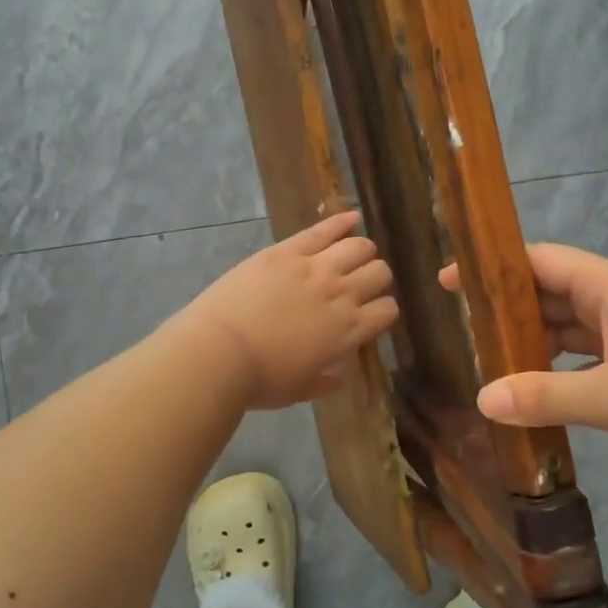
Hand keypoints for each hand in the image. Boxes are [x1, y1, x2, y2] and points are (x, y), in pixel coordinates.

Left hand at [172, 211, 399, 410]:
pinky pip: (323, 229)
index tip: (371, 314)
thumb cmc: (260, 379)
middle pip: (379, 273)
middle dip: (375, 278)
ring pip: (359, 247)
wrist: (220, 352)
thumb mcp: (299, 390)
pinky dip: (342, 221)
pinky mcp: (288, 251)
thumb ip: (324, 383)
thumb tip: (340, 378)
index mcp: (348, 332)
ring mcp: (316, 268)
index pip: (387, 311)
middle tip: (361, 283)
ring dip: (362, 251)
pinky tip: (352, 217)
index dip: (383, 311)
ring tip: (355, 254)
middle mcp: (341, 295)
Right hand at [440, 243, 607, 497]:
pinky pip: (592, 357)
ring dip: (533, 340)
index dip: (493, 267)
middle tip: (457, 328)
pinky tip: (540, 390)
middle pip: (553, 292)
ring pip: (572, 327)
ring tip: (486, 359)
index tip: (446, 282)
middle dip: (506, 306)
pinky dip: (561, 367)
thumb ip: (547, 395)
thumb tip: (480, 398)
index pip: (541, 260)